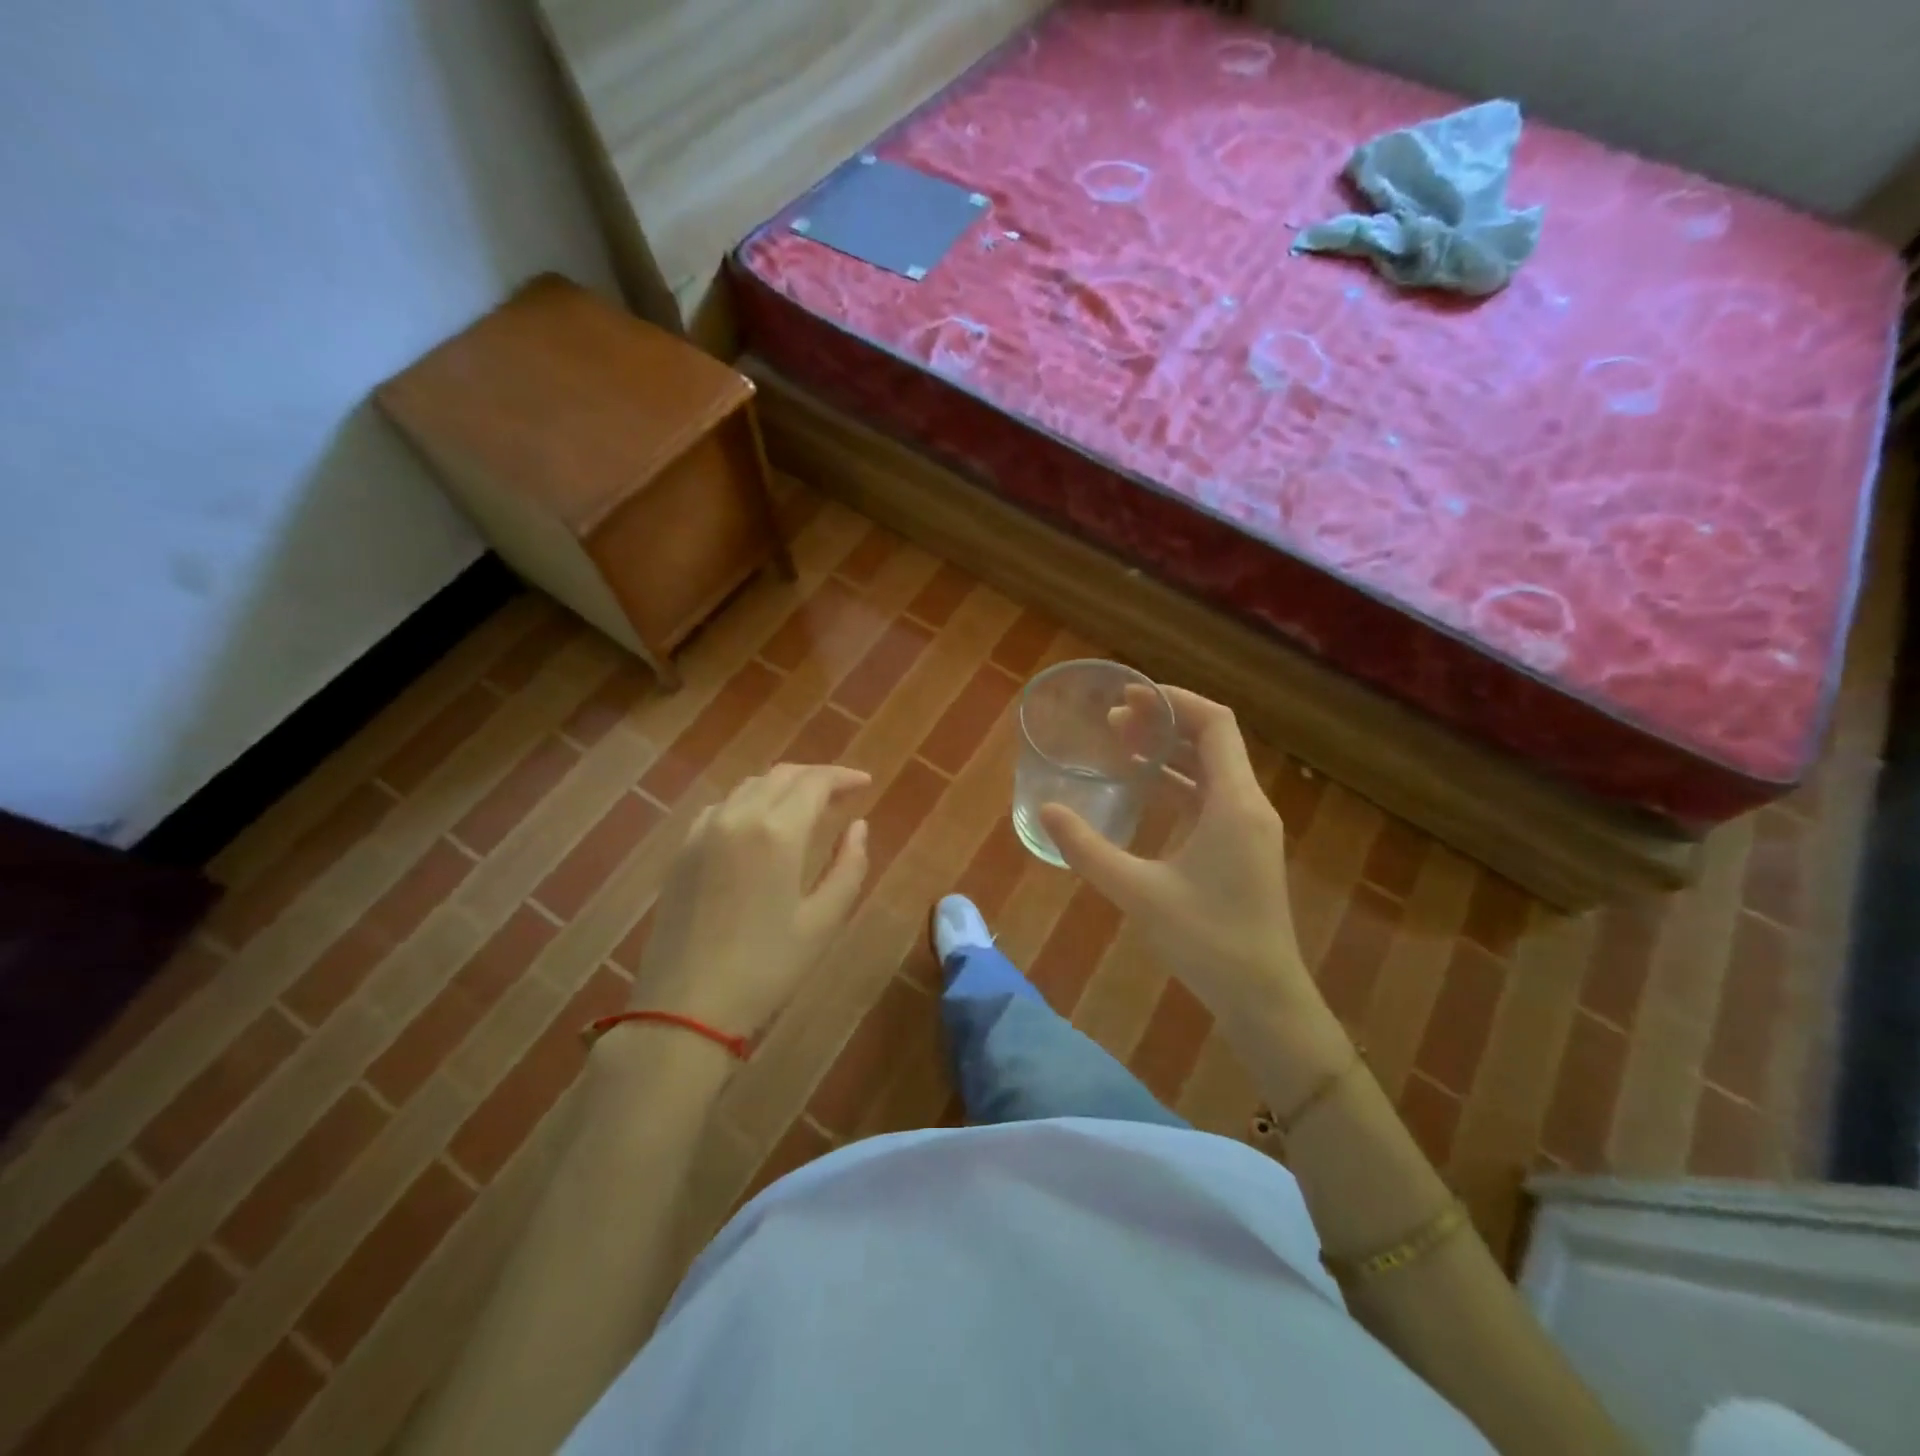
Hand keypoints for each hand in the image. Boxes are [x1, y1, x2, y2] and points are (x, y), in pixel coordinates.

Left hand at [631, 764, 869, 1036]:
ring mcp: (703, 831)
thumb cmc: (767, 968)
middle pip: (781, 776)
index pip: (815, 782)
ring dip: (783, 786)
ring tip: (806, 806)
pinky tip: (759, 824)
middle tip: (842, 793)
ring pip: (749, 786)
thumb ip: (849, 866)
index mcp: (776, 832)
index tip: (866, 783)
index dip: (843, 777)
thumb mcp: (823, 922)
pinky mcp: (682, 850)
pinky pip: (722, 807)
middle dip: (816, 777)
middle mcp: (737, 817)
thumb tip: (858, 826)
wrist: (685, 1008)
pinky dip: (749, 802)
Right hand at [1039, 688, 1341, 1062]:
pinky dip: (1178, 784)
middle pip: (1211, 742)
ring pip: (1211, 771)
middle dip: (1164, 723)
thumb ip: (1089, 849)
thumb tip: (1046, 812)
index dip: (1174, 701)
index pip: (1214, 724)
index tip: (1130, 695)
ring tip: (1121, 744)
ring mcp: (1249, 829)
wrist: (1264, 998)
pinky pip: (1211, 798)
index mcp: (1235, 803)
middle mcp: (1248, 805)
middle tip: (1113, 719)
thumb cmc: (1207, 940)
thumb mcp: (1138, 892)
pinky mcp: (1243, 850)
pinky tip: (1143, 791)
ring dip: (1169, 753)